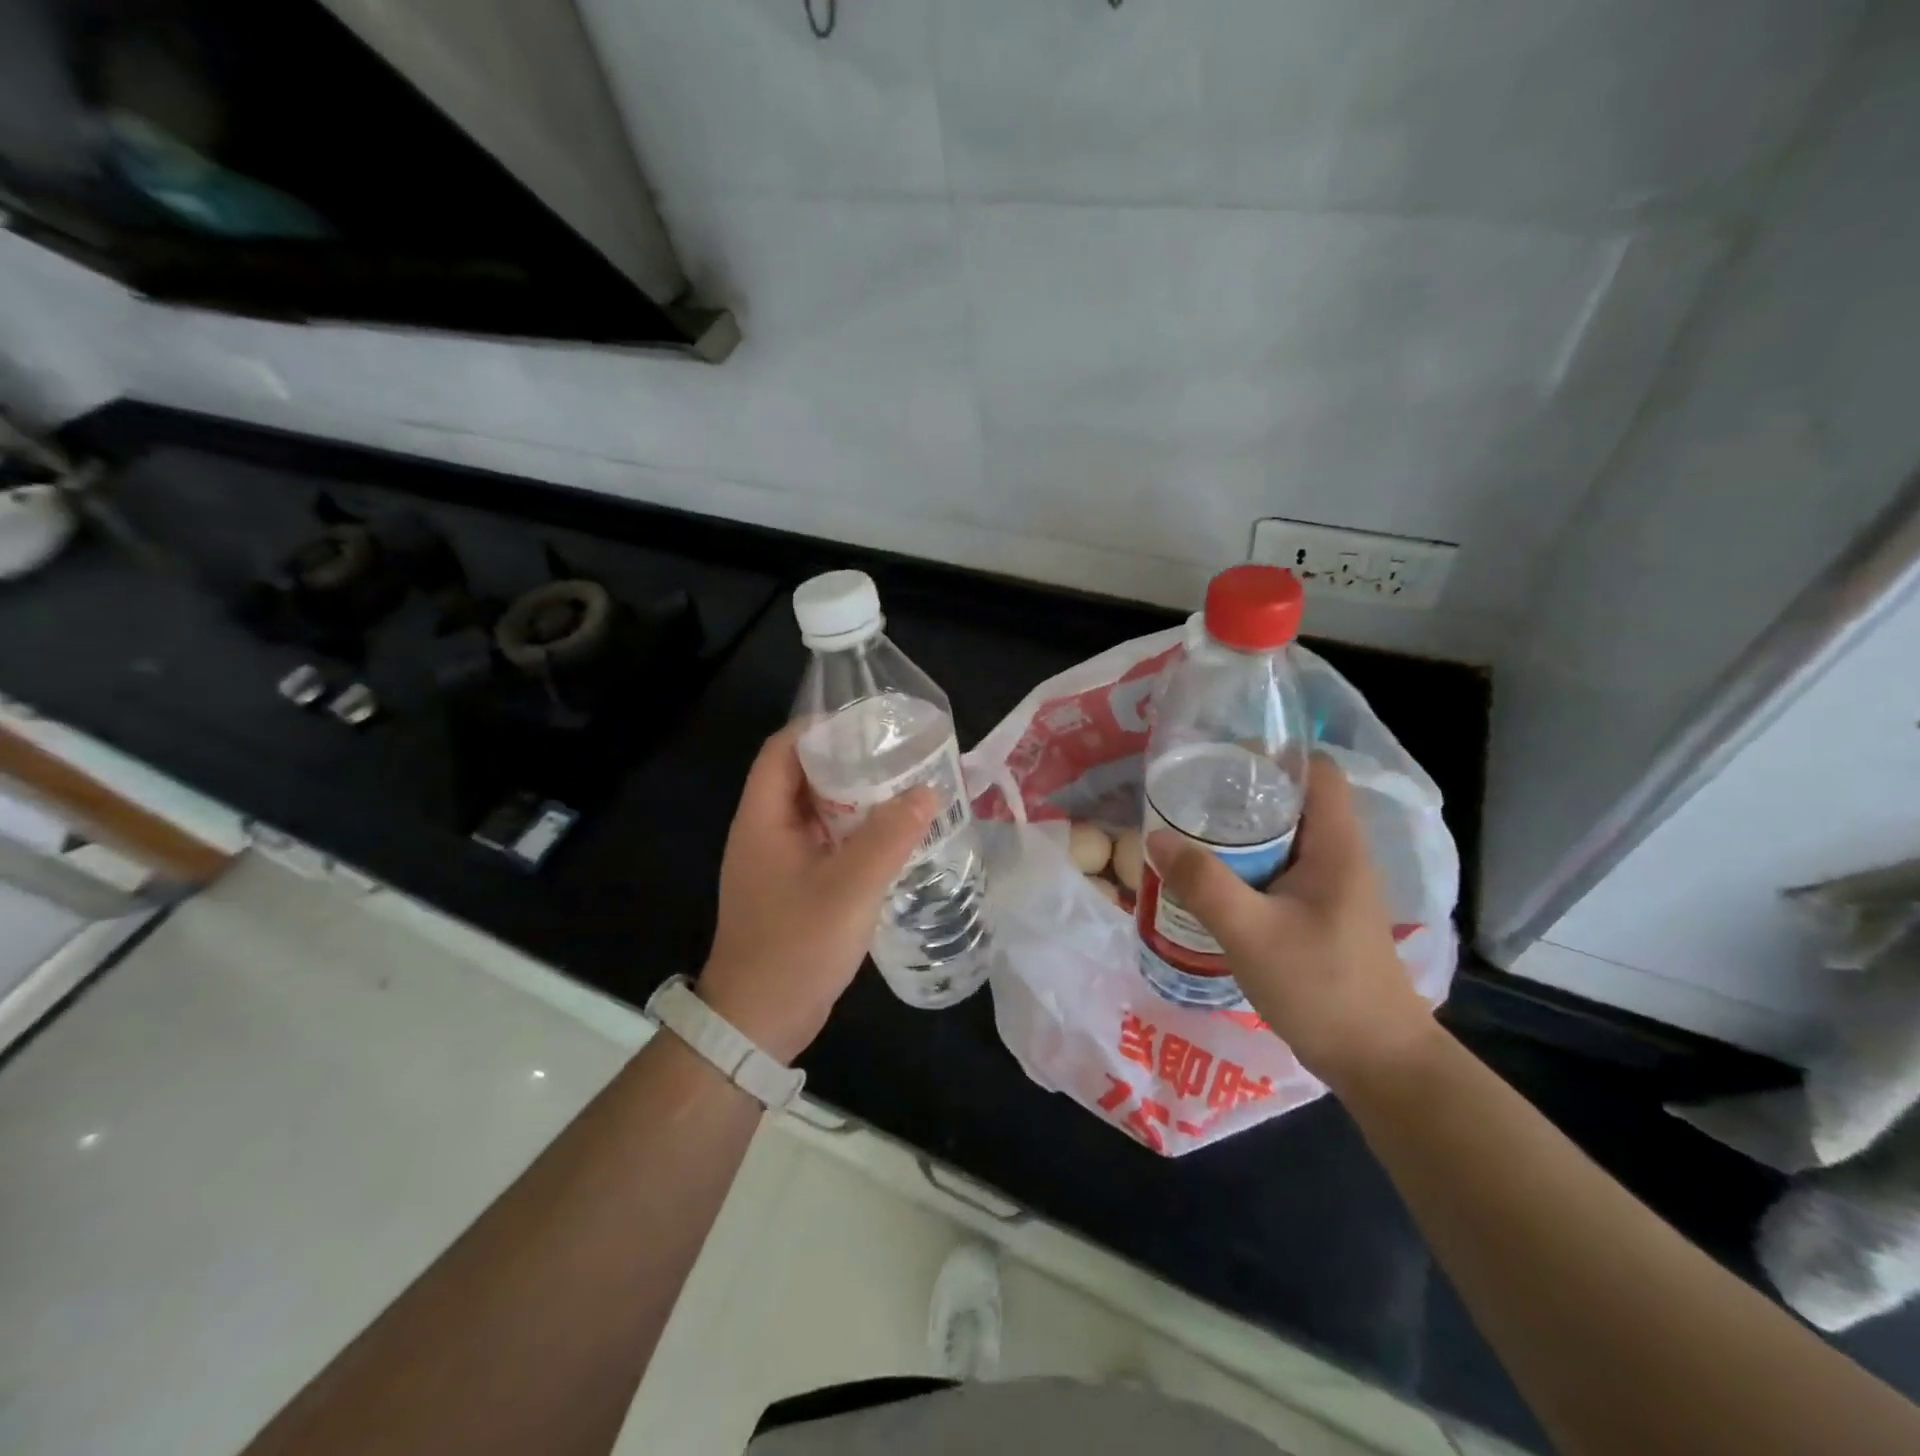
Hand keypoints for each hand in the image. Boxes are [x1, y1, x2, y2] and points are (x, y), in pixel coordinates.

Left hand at [697, 725, 936, 1062]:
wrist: (758, 1022)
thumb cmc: (796, 946)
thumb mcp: (849, 888)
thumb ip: (889, 837)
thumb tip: (927, 790)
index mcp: (762, 819)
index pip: (783, 750)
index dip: (820, 729)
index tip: (868, 725)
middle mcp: (765, 833)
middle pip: (802, 777)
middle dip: (848, 763)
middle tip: (898, 756)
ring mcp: (778, 862)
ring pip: (817, 813)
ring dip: (855, 801)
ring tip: (903, 791)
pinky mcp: (793, 887)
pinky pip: (825, 844)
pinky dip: (854, 834)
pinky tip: (892, 839)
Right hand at [1150, 754, 1436, 1091]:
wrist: (1378, 1062)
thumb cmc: (1322, 988)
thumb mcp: (1251, 933)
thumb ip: (1203, 883)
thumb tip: (1156, 837)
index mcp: (1337, 846)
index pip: (1317, 772)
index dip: (1273, 755)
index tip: (1219, 760)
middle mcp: (1340, 857)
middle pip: (1293, 801)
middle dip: (1241, 794)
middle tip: (1189, 798)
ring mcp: (1332, 888)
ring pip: (1284, 838)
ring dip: (1240, 834)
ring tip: (1190, 834)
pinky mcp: (1321, 914)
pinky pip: (1280, 871)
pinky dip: (1247, 866)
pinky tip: (1211, 882)